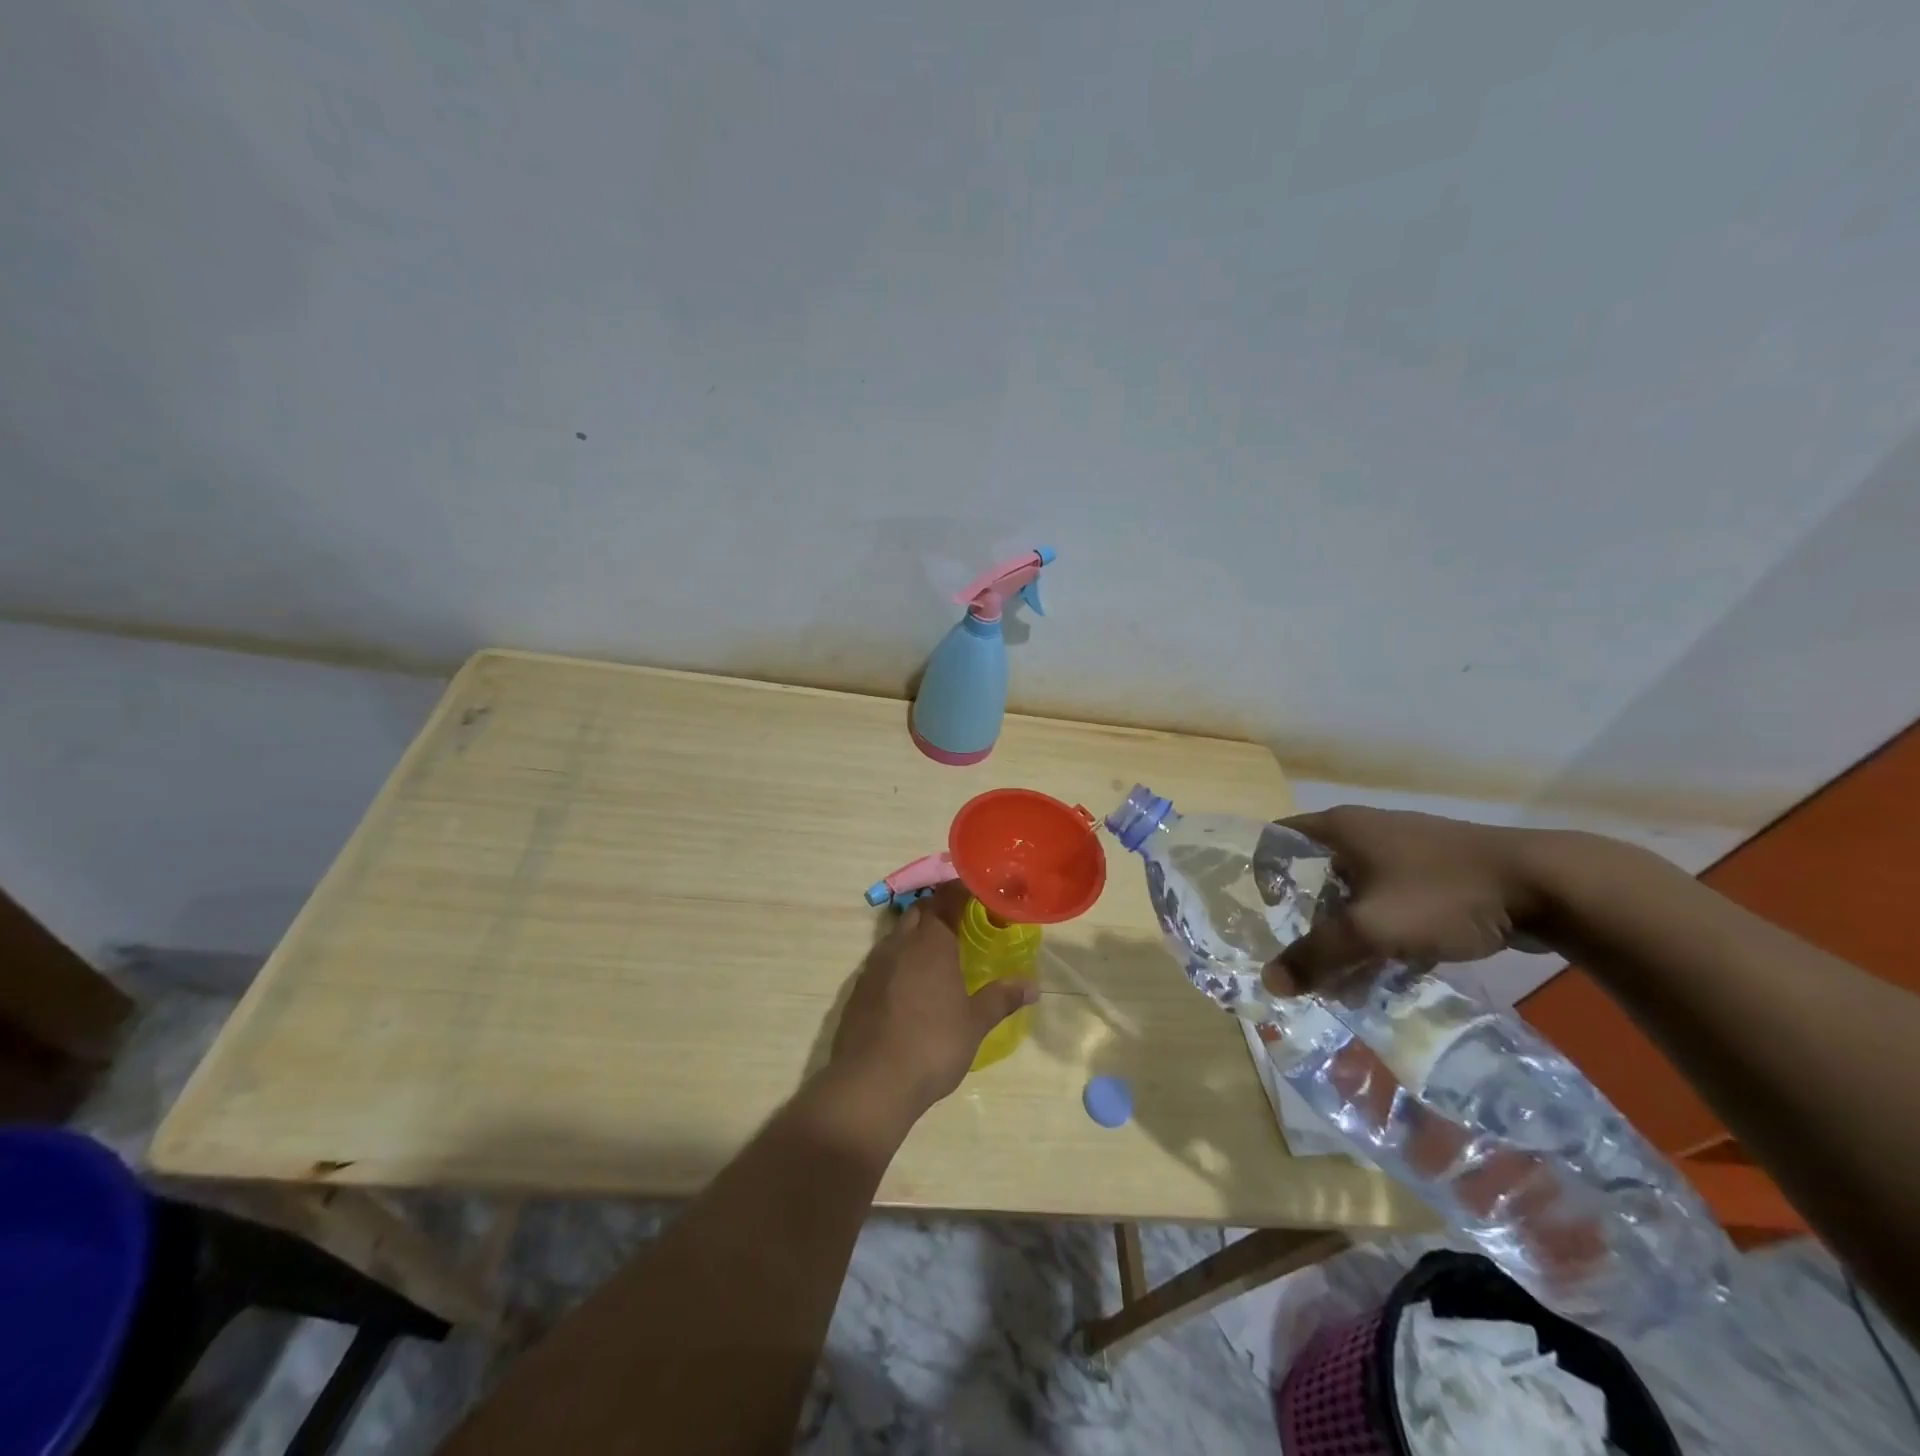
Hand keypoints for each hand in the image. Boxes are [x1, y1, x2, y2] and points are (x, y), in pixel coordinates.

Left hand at [828, 882, 1036, 1119]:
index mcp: (931, 943)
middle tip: (962, 918)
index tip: (978, 891)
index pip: (946, 899)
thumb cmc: (932, 1046)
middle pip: (919, 910)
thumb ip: (1001, 999)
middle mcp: (900, 944)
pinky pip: (883, 958)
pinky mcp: (859, 987)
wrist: (871, 1082)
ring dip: (917, 931)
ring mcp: (875, 965)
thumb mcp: (974, 1024)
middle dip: (938, 907)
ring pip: (898, 933)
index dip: (961, 890)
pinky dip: (899, 957)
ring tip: (937, 948)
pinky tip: (910, 981)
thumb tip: (1033, 986)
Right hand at [1263, 807, 1544, 993]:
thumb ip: (1317, 955)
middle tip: (1303, 955)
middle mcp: (1366, 830)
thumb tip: (1270, 983)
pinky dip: (1383, 929)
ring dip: (1347, 929)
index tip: (1265, 915)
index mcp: (1340, 828)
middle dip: (1307, 917)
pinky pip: (1391, 899)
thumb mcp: (1370, 929)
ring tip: (1346, 973)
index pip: (1279, 841)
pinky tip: (1393, 966)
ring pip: (1357, 891)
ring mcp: (1405, 848)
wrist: (1546, 885)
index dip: (1263, 874)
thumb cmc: (1441, 894)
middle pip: (1317, 872)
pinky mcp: (1437, 870)